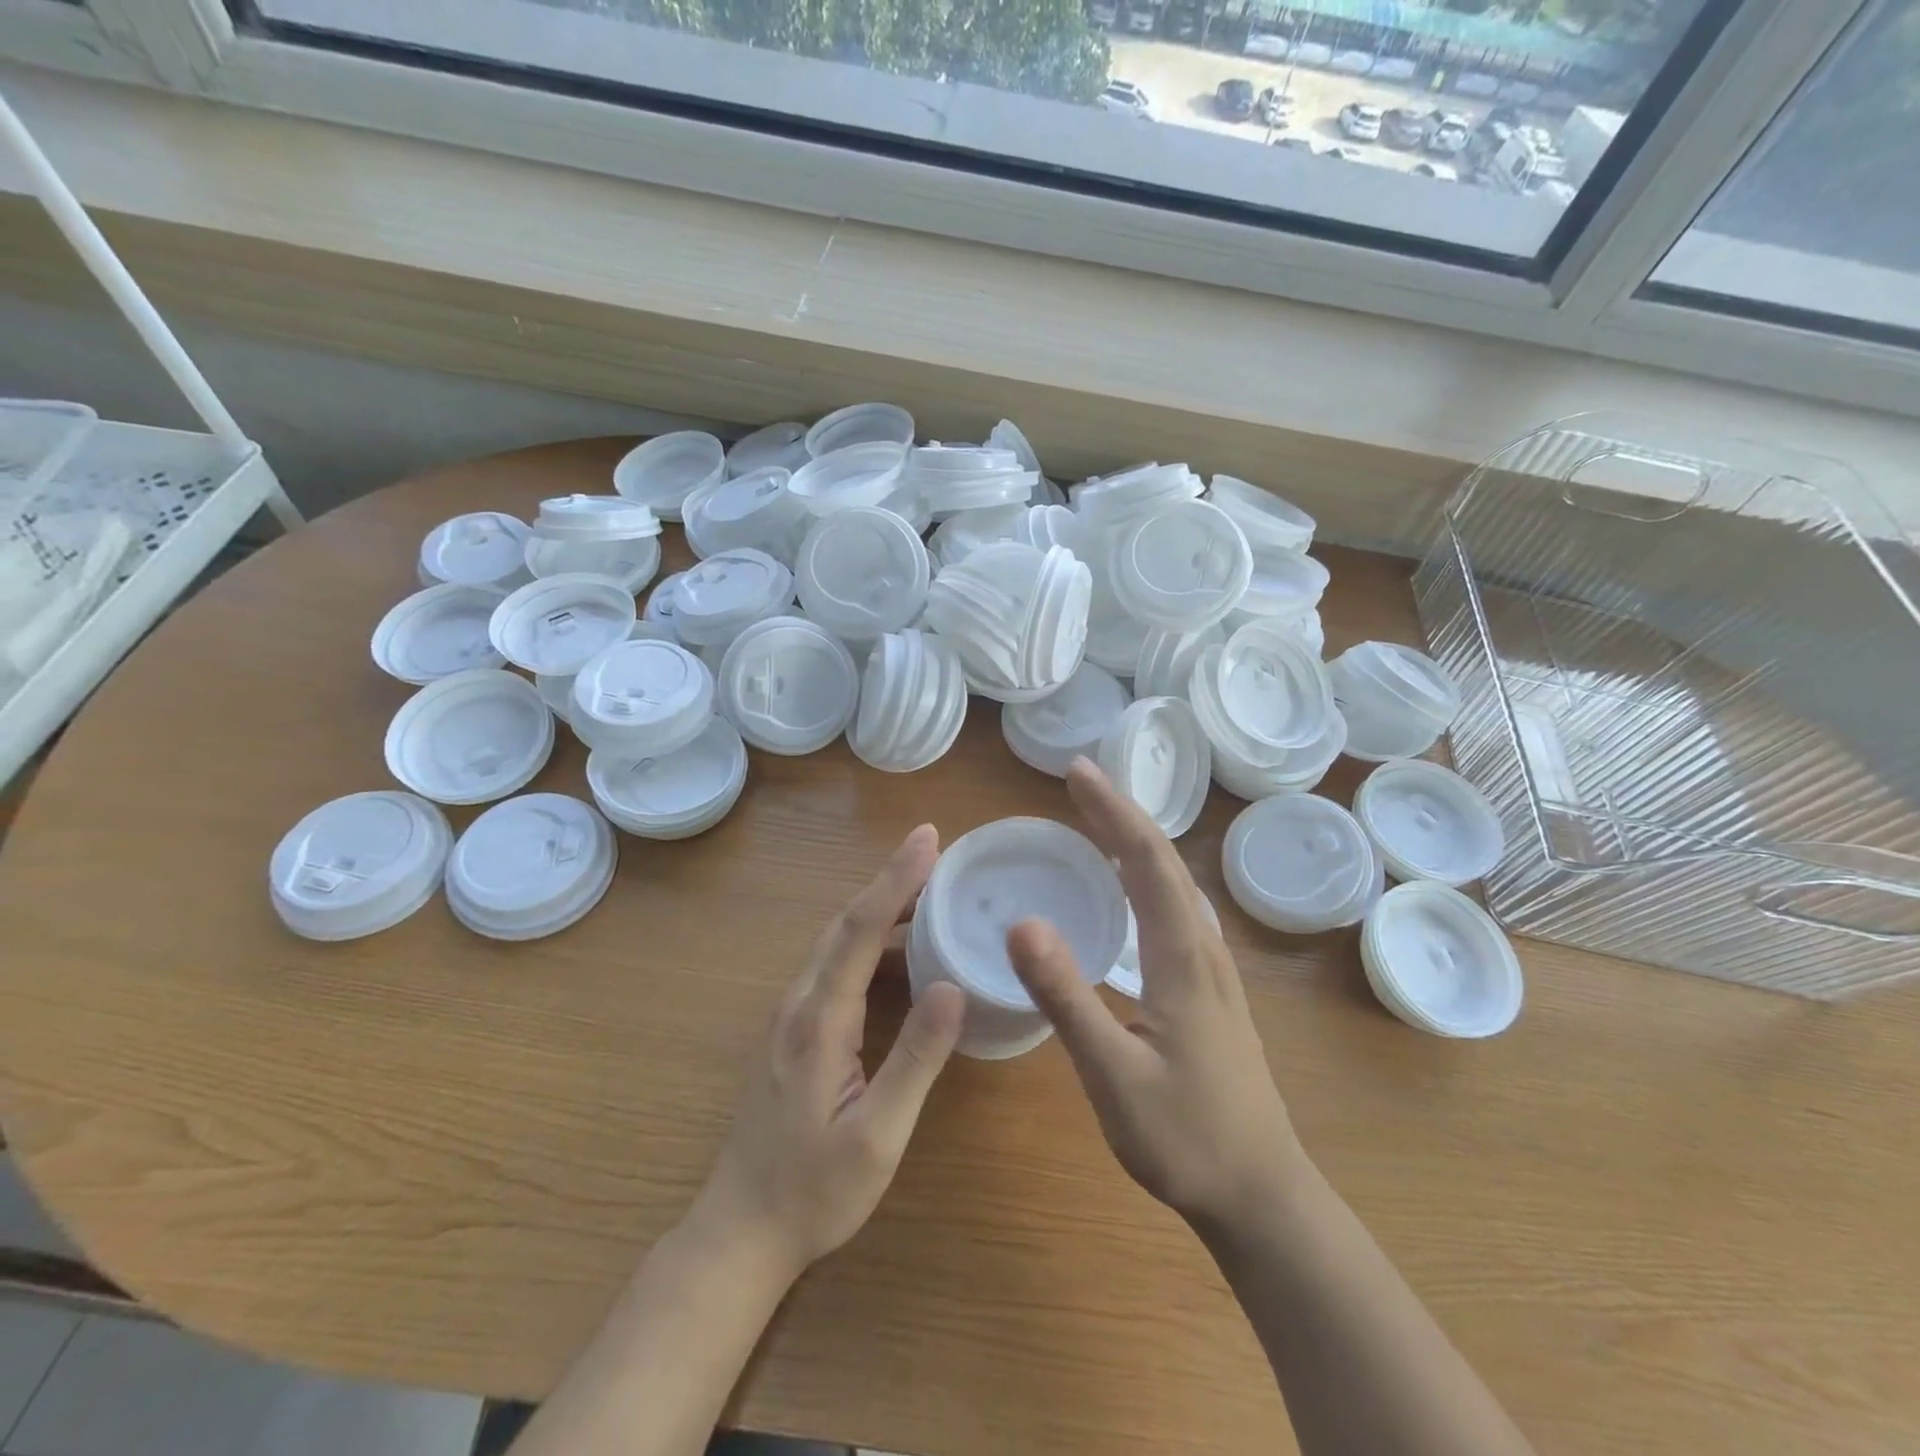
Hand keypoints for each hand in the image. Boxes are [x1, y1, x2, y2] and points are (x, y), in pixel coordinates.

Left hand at [692, 825, 965, 1280]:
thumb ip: (915, 1059)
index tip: (928, 837)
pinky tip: (903, 954)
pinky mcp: (793, 1029)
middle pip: (847, 923)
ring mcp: (791, 1014)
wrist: (742, 1231)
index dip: (896, 878)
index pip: (862, 929)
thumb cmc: (815, 1190)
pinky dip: (871, 942)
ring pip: (838, 941)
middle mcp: (799, 1002)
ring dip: (882, 908)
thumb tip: (951, 986)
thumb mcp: (878, 1135)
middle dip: (892, 880)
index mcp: (819, 1020)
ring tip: (931, 892)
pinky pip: (835, 965)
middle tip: (937, 852)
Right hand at [1007, 759, 1302, 1228]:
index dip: (1112, 812)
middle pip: (1165, 862)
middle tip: (1079, 781)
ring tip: (1098, 819)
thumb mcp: (1113, 1074)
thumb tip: (1022, 921)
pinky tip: (1132, 890)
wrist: (1262, 1196)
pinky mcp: (1210, 990)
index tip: (1077, 772)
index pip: (1148, 863)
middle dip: (1121, 814)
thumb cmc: (1186, 1139)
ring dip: (1136, 841)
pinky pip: (1176, 910)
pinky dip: (1147, 877)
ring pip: (1175, 884)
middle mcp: (1203, 950)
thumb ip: (1066, 997)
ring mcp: (1213, 970)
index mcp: (1183, 959)